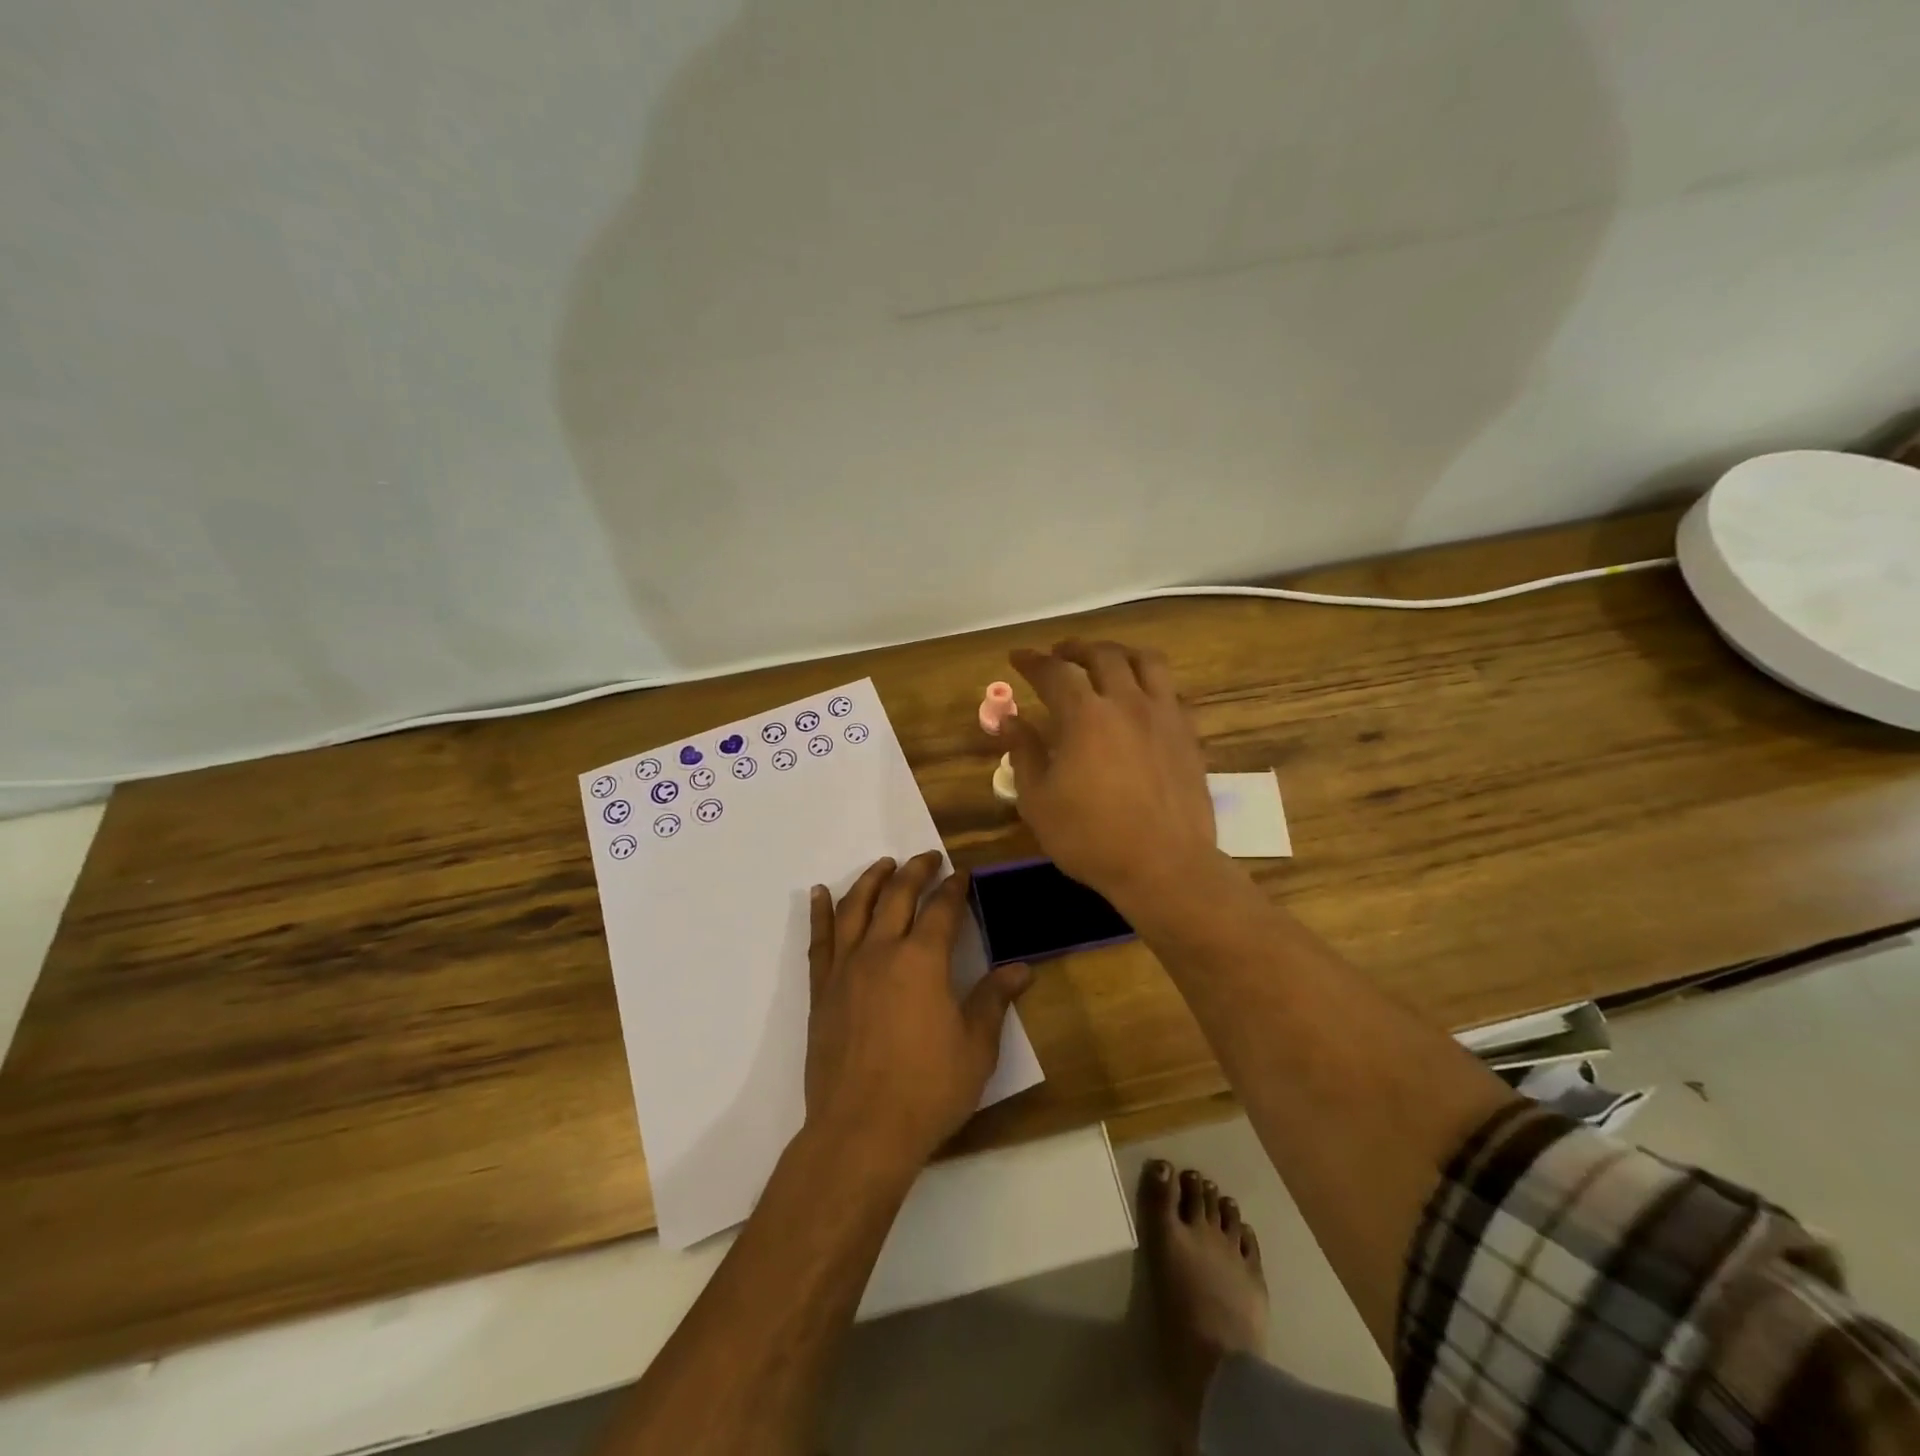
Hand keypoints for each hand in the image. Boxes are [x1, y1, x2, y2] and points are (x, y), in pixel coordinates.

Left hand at [805, 852, 1031, 1168]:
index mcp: (923, 960)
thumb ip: (994, 1000)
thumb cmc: (928, 1089)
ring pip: (856, 908)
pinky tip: (820, 894)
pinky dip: (821, 912)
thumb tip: (1021, 969)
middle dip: (916, 872)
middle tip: (928, 858)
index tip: (962, 874)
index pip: (942, 910)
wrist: (861, 1131)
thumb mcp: (976, 1047)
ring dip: (871, 880)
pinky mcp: (821, 990)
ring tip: (884, 864)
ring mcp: (846, 969)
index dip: (954, 888)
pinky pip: (820, 940)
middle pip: (898, 896)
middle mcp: (881, 951)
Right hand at [1004, 640, 1218, 913]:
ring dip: (1119, 653)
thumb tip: (1010, 719)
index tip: (1018, 657)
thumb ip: (1023, 753)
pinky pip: (1170, 690)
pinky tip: (1141, 696)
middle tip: (1059, 653)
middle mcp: (1127, 702)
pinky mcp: (1188, 734)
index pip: (1054, 672)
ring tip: (1105, 660)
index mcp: (1085, 716)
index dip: (1032, 661)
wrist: (1164, 865)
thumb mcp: (1038, 801)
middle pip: (1102, 655)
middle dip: (1075, 648)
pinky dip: (1149, 681)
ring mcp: (1164, 715)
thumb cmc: (1090, 838)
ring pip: (1146, 661)